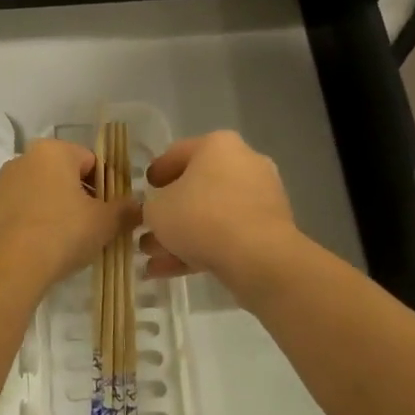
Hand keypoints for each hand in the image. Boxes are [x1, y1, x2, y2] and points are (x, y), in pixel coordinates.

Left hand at [0, 139, 138, 290]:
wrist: (7, 268)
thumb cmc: (62, 233)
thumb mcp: (105, 223)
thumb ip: (125, 210)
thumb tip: (136, 206)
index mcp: (52, 152)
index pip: (90, 161)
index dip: (106, 186)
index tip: (109, 213)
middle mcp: (22, 160)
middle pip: (61, 176)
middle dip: (77, 198)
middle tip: (90, 229)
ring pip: (37, 194)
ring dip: (52, 211)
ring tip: (63, 244)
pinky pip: (16, 214)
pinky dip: (29, 226)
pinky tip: (37, 251)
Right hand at [140, 131, 299, 286]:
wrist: (259, 257)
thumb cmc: (201, 217)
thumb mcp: (158, 209)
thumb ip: (151, 207)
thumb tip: (159, 212)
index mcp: (218, 145)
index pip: (177, 153)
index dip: (156, 173)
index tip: (144, 189)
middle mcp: (244, 163)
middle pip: (197, 187)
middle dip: (170, 212)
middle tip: (148, 228)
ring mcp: (260, 196)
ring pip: (211, 215)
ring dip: (182, 235)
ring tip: (153, 257)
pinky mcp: (269, 229)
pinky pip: (228, 234)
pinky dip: (202, 248)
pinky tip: (171, 270)